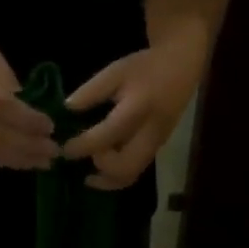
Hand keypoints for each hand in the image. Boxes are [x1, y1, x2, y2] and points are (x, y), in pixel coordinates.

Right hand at [0, 29, 59, 169]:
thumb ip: (9, 83)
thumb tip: (31, 110)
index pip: (5, 108)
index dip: (29, 121)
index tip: (51, 126)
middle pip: (1, 136)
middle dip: (31, 146)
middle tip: (54, 151)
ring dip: (21, 159)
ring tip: (43, 162)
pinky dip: (6, 161)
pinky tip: (23, 162)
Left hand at [60, 28, 206, 188]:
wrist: (183, 67)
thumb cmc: (146, 67)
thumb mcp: (116, 71)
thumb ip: (91, 91)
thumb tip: (66, 109)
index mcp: (138, 108)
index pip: (108, 135)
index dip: (84, 146)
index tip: (65, 149)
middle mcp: (150, 132)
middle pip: (126, 166)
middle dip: (100, 169)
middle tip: (81, 163)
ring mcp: (156, 144)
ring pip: (133, 174)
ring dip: (108, 180)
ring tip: (89, 177)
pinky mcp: (157, 150)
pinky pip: (136, 171)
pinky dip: (117, 176)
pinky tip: (101, 171)